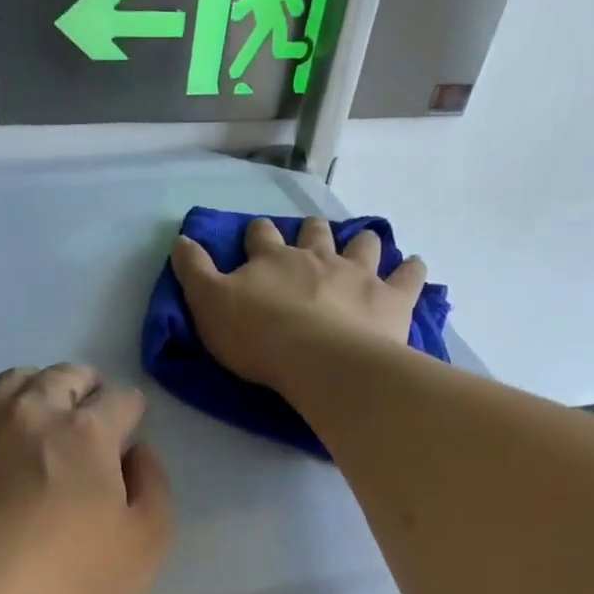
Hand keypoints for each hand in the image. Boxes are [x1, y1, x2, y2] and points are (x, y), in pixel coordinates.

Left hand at [0, 364, 171, 593]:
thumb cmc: (68, 581)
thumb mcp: (146, 543)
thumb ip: (154, 485)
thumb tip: (137, 452)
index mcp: (87, 431)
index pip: (120, 399)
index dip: (132, 412)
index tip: (130, 431)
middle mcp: (33, 412)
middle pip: (65, 376)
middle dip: (87, 389)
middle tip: (91, 415)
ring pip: (15, 380)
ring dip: (39, 389)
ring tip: (43, 417)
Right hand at [170, 217, 426, 388]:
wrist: (318, 360)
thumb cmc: (257, 337)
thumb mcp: (209, 305)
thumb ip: (194, 272)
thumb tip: (181, 239)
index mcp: (272, 259)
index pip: (260, 236)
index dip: (256, 236)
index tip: (255, 240)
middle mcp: (316, 257)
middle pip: (314, 233)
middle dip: (311, 233)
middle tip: (311, 242)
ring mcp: (357, 274)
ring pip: (363, 244)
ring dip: (362, 243)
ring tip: (362, 249)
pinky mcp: (391, 298)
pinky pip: (408, 275)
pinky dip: (411, 270)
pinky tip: (412, 268)